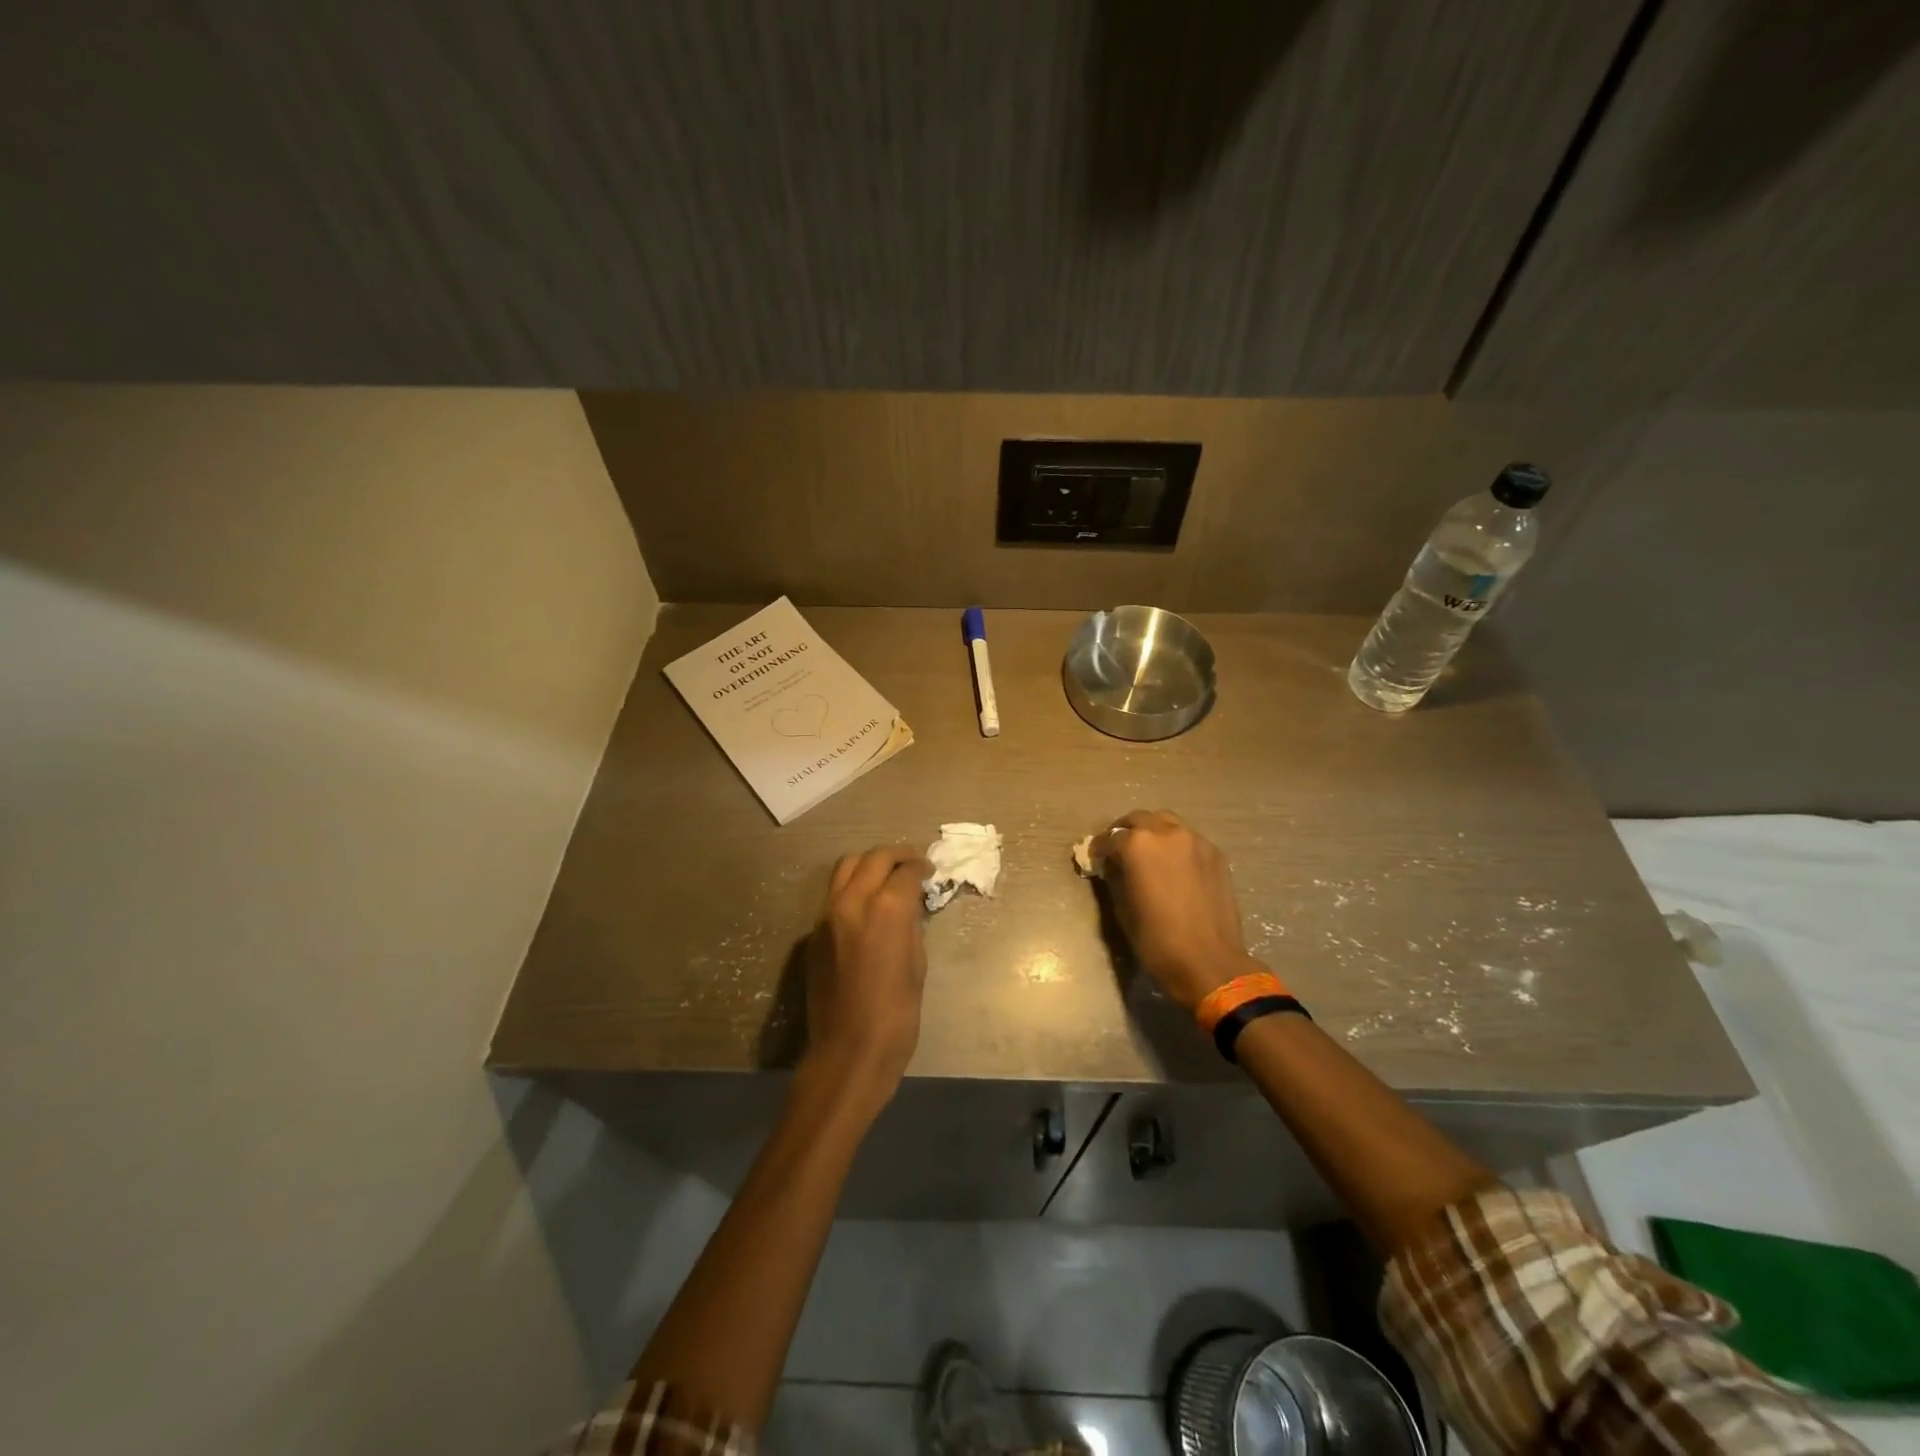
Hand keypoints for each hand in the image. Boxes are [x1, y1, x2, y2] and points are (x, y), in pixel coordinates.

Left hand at [801, 844, 932, 1106]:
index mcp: (886, 910)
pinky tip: (867, 905)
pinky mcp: (814, 932)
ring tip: (887, 876)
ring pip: (846, 867)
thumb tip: (909, 907)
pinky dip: (853, 887)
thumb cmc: (896, 1015)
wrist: (848, 1051)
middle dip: (897, 855)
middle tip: (913, 864)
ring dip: (870, 864)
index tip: (931, 872)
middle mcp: (852, 901)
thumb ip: (912, 926)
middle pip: (874, 858)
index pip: (906, 871)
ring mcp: (827, 915)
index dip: (922, 868)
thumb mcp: (917, 965)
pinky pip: (834, 894)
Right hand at [1094, 810, 1260, 1009]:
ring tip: (1148, 854)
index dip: (1099, 850)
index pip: (1110, 839)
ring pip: (1166, 822)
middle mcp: (1166, 833)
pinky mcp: (1215, 854)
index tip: (1095, 859)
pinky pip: (1188, 838)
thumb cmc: (1157, 940)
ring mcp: (1195, 841)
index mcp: (1138, 845)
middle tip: (1119, 850)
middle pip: (1139, 820)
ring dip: (1152, 832)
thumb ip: (1115, 878)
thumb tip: (1113, 867)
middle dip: (1125, 832)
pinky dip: (1175, 844)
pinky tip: (1173, 865)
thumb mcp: (1122, 909)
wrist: (1209, 962)